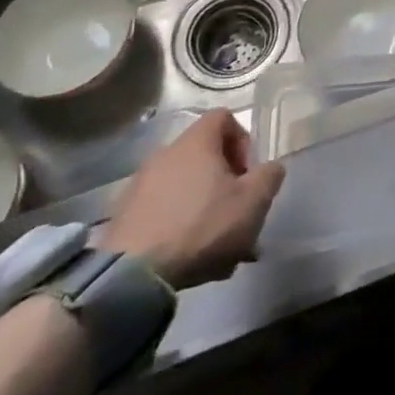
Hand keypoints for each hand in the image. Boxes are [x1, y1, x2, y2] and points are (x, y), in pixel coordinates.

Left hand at [105, 111, 283, 289]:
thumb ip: (270, 175)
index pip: (223, 117)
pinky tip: (189, 257)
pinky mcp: (123, 217)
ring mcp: (139, 186)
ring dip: (205, 207)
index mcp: (196, 143)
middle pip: (205, 156)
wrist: (131, 277)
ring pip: (185, 188)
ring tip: (216, 246)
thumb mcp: (253, 201)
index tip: (247, 173)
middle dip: (226, 183)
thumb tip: (269, 168)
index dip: (243, 140)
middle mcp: (164, 155)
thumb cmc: (202, 226)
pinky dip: (179, 225)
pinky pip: (163, 211)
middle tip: (237, 213)